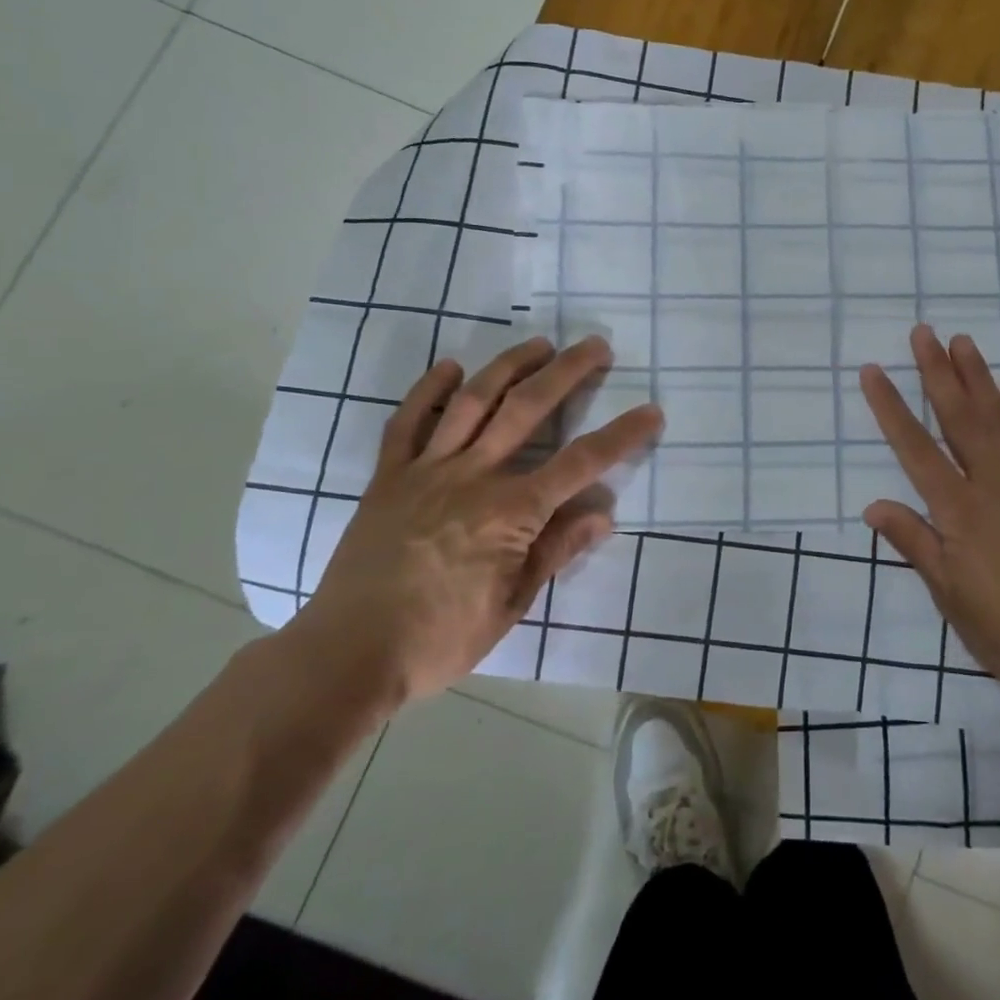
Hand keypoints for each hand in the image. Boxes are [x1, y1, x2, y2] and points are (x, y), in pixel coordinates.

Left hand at [287, 335, 661, 709]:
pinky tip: (449, 367)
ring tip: (538, 344)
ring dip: (509, 366)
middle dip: (568, 373)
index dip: (622, 435)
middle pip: (528, 409)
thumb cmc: (440, 638)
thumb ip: (556, 550)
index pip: (581, 463)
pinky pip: (407, 422)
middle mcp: (473, 475)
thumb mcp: (511, 605)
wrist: (347, 654)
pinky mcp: (388, 477)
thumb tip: (603, 513)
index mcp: (511, 511)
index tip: (651, 412)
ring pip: (473, 402)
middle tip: (596, 346)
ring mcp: (427, 470)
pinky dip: (427, 390)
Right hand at [859, 325, 999, 706]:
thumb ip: (914, 543)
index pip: (915, 448)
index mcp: (959, 510)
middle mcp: (993, 484)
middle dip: (937, 372)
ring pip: (999, 418)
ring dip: (979, 377)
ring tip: (963, 342)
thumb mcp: (949, 595)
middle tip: (924, 332)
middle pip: (960, 417)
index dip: (891, 407)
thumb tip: (872, 505)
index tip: (874, 370)